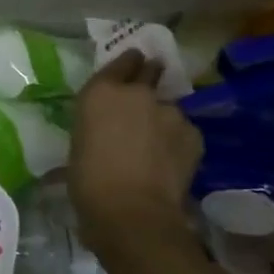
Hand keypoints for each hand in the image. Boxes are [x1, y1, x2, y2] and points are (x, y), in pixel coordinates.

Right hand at [68, 49, 202, 250]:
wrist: (132, 211)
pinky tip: (168, 160)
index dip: (127, 63)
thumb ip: (97, 124)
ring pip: (167, 108)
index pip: (121, 62)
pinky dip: (176, 140)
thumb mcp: (80, 142)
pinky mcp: (194, 134)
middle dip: (149, 75)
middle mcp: (137, 93)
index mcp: (100, 92)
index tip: (131, 65)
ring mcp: (170, 112)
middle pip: (150, 71)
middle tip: (145, 92)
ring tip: (155, 143)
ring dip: (161, 118)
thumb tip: (108, 129)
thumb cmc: (88, 180)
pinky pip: (183, 131)